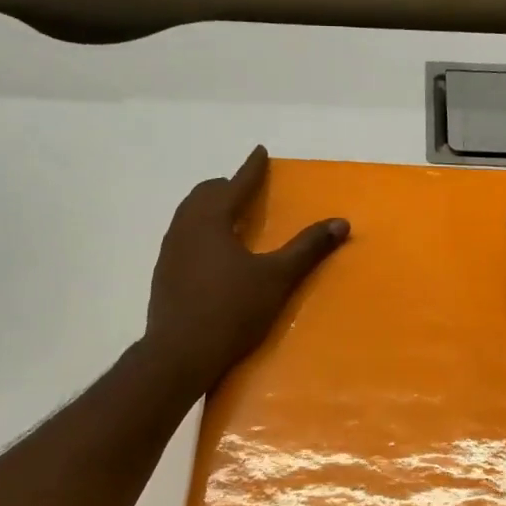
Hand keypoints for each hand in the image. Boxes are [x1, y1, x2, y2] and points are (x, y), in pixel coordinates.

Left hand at [144, 147, 348, 394]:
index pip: (235, 184)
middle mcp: (185, 227)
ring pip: (189, 215)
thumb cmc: (231, 311)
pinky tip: (213, 253)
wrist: (180, 353)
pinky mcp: (164, 274)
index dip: (251, 169)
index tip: (260, 152)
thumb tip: (341, 223)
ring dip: (211, 208)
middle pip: (205, 194)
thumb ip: (307, 248)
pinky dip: (201, 231)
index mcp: (211, 220)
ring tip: (231, 218)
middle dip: (227, 187)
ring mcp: (170, 251)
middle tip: (246, 190)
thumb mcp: (276, 278)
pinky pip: (183, 237)